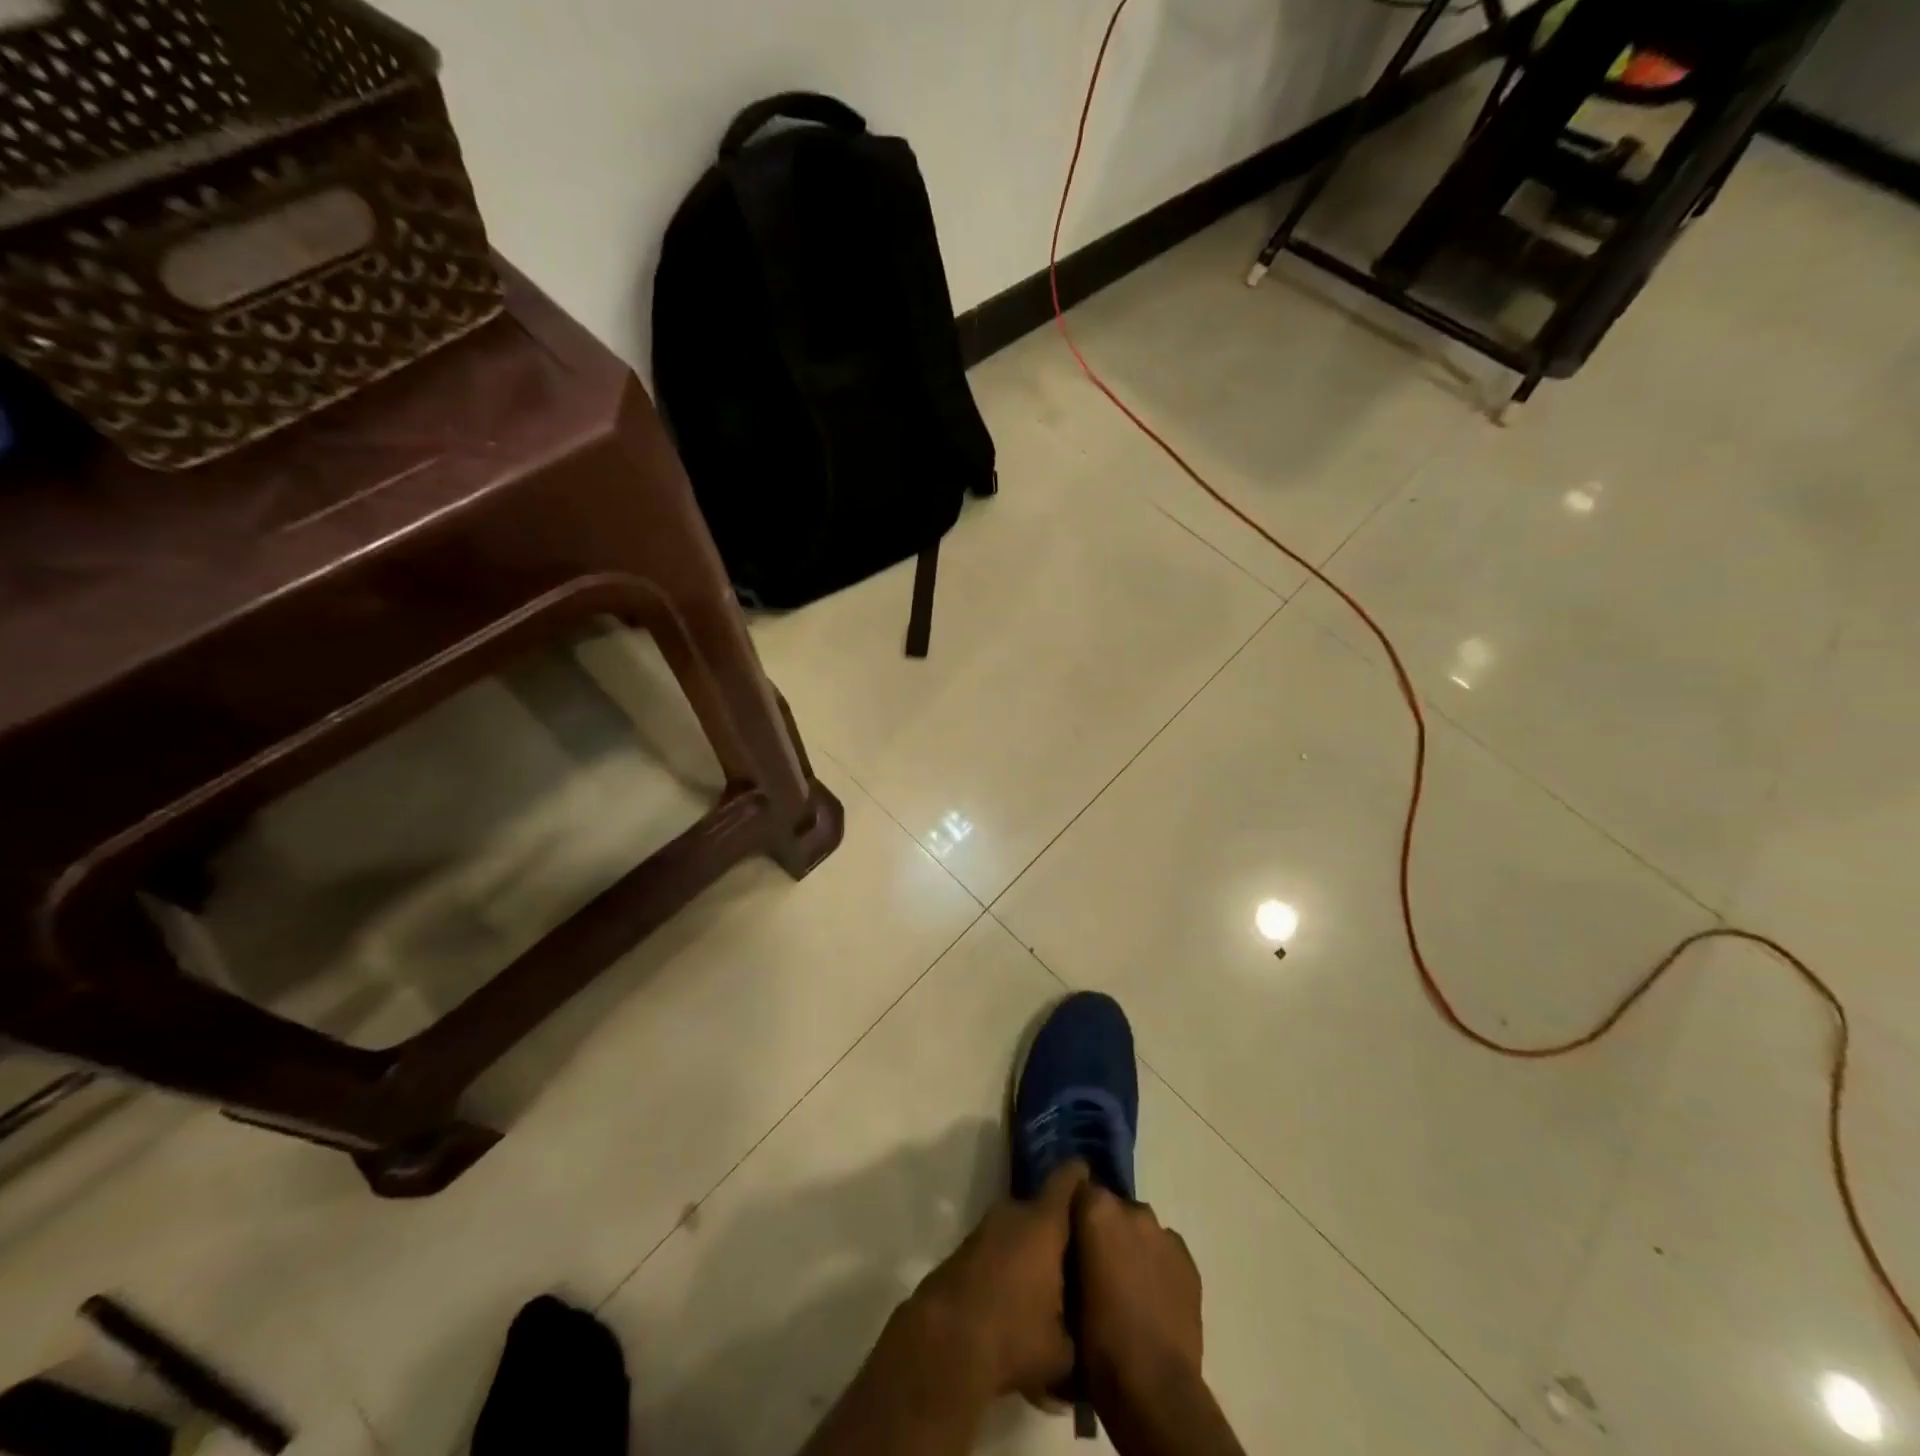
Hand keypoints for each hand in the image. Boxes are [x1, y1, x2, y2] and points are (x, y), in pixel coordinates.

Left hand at [911, 1161, 1089, 1400]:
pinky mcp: (964, 1250)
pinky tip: (1017, 1293)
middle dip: (1059, 1225)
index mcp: (1044, 1223)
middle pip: (1043, 1207)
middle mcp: (1013, 1213)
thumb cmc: (1013, 1335)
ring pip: (1018, 1228)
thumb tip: (1086, 1331)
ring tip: (1050, 1278)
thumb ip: (1080, 1330)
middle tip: (1079, 1251)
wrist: (943, 1343)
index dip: (1081, 1176)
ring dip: (1031, 1246)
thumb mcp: (1063, 1349)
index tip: (1093, 1179)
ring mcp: (984, 1229)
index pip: (1067, 1180)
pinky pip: (998, 1246)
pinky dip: (1009, 1261)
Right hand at [1073, 1185, 1202, 1397]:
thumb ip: (1068, 1251)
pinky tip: (1151, 1295)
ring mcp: (1165, 1234)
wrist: (1153, 1386)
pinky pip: (1165, 1250)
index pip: (1078, 1190)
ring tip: (1125, 1282)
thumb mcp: (1065, 1289)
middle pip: (1112, 1207)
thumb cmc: (1097, 1339)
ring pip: (1140, 1228)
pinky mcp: (1189, 1261)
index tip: (1067, 1236)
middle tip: (1095, 1264)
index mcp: (1097, 1210)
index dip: (1072, 1213)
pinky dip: (1156, 1263)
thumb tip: (1069, 1244)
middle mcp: (1133, 1210)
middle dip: (1104, 1228)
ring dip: (1131, 1244)